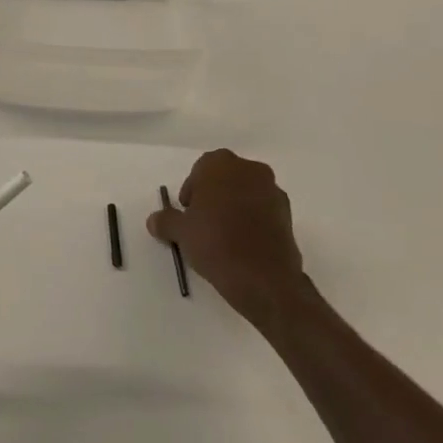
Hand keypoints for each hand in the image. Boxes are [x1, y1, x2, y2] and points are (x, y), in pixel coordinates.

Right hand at [150, 149, 305, 331]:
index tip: (188, 213)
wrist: (264, 278)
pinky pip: (263, 210)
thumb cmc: (215, 243)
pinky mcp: (288, 214)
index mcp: (220, 164)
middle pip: (225, 178)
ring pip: (246, 193)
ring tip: (224, 236)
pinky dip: (253, 221)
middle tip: (203, 223)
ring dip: (235, 207)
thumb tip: (154, 220)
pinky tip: (244, 244)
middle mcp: (249, 169)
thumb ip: (165, 221)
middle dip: (214, 195)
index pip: (200, 170)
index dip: (192, 191)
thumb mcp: (181, 232)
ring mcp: (273, 191)